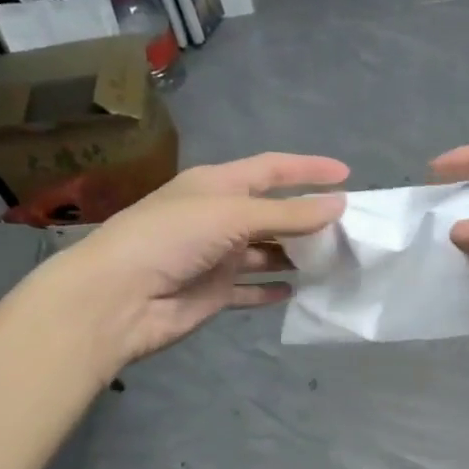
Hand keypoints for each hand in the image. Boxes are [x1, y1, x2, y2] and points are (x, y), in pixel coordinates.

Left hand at [51, 152, 346, 374]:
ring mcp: (217, 257)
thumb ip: (288, 214)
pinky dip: (273, 289)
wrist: (118, 299)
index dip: (308, 169)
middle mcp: (218, 218)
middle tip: (350, 229)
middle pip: (273, 213)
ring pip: (267, 253)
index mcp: (217, 186)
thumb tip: (340, 204)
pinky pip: (252, 289)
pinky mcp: (214, 292)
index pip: (272, 170)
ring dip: (297, 256)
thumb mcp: (232, 215)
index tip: (347, 175)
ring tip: (336, 260)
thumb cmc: (171, 239)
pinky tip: (300, 291)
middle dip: (309, 218)